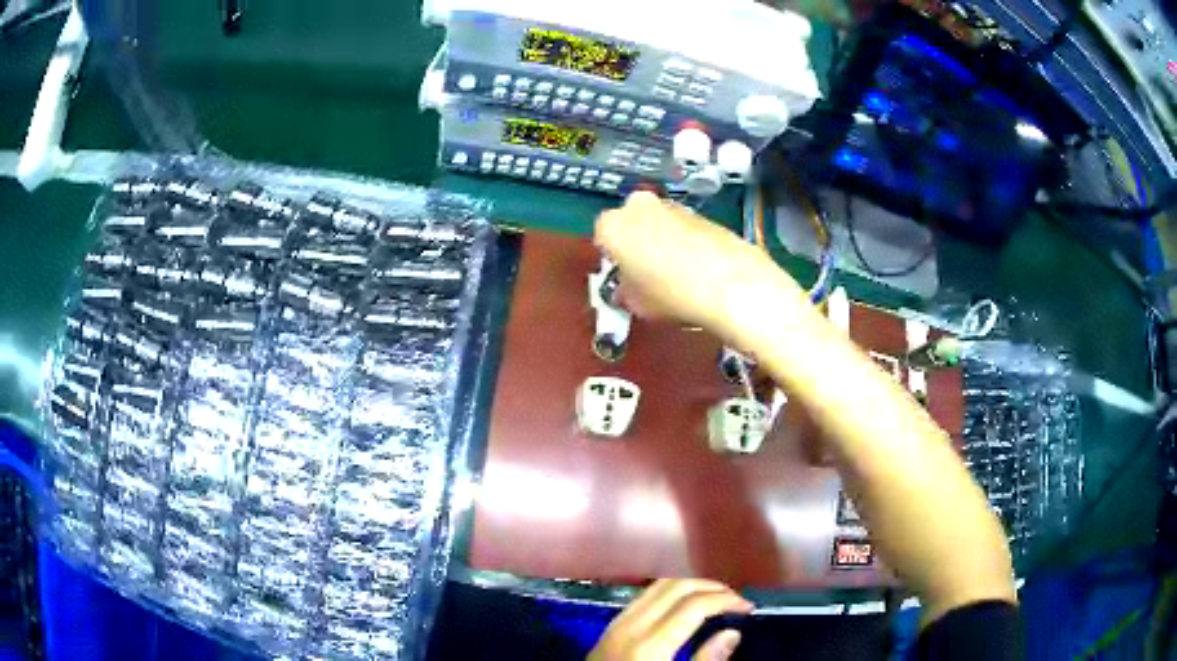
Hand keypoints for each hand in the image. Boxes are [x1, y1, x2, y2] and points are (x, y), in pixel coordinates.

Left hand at [588, 579, 752, 660]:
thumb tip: (732, 633)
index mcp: (650, 645)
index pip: (694, 604)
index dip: (727, 600)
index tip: (749, 608)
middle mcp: (631, 626)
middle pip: (676, 586)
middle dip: (711, 587)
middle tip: (736, 600)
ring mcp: (617, 623)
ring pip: (658, 586)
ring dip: (691, 586)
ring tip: (716, 599)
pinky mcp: (610, 627)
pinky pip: (644, 596)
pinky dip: (670, 592)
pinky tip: (684, 606)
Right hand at [595, 193, 801, 346]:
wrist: (730, 285)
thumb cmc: (671, 295)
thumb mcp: (637, 304)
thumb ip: (626, 290)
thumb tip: (630, 286)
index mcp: (613, 225)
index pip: (602, 237)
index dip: (613, 258)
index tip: (623, 275)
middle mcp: (639, 207)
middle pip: (631, 222)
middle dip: (637, 241)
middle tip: (647, 272)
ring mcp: (673, 206)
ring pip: (659, 222)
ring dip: (662, 240)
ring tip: (676, 273)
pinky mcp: (702, 213)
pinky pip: (684, 227)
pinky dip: (686, 242)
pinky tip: (698, 268)